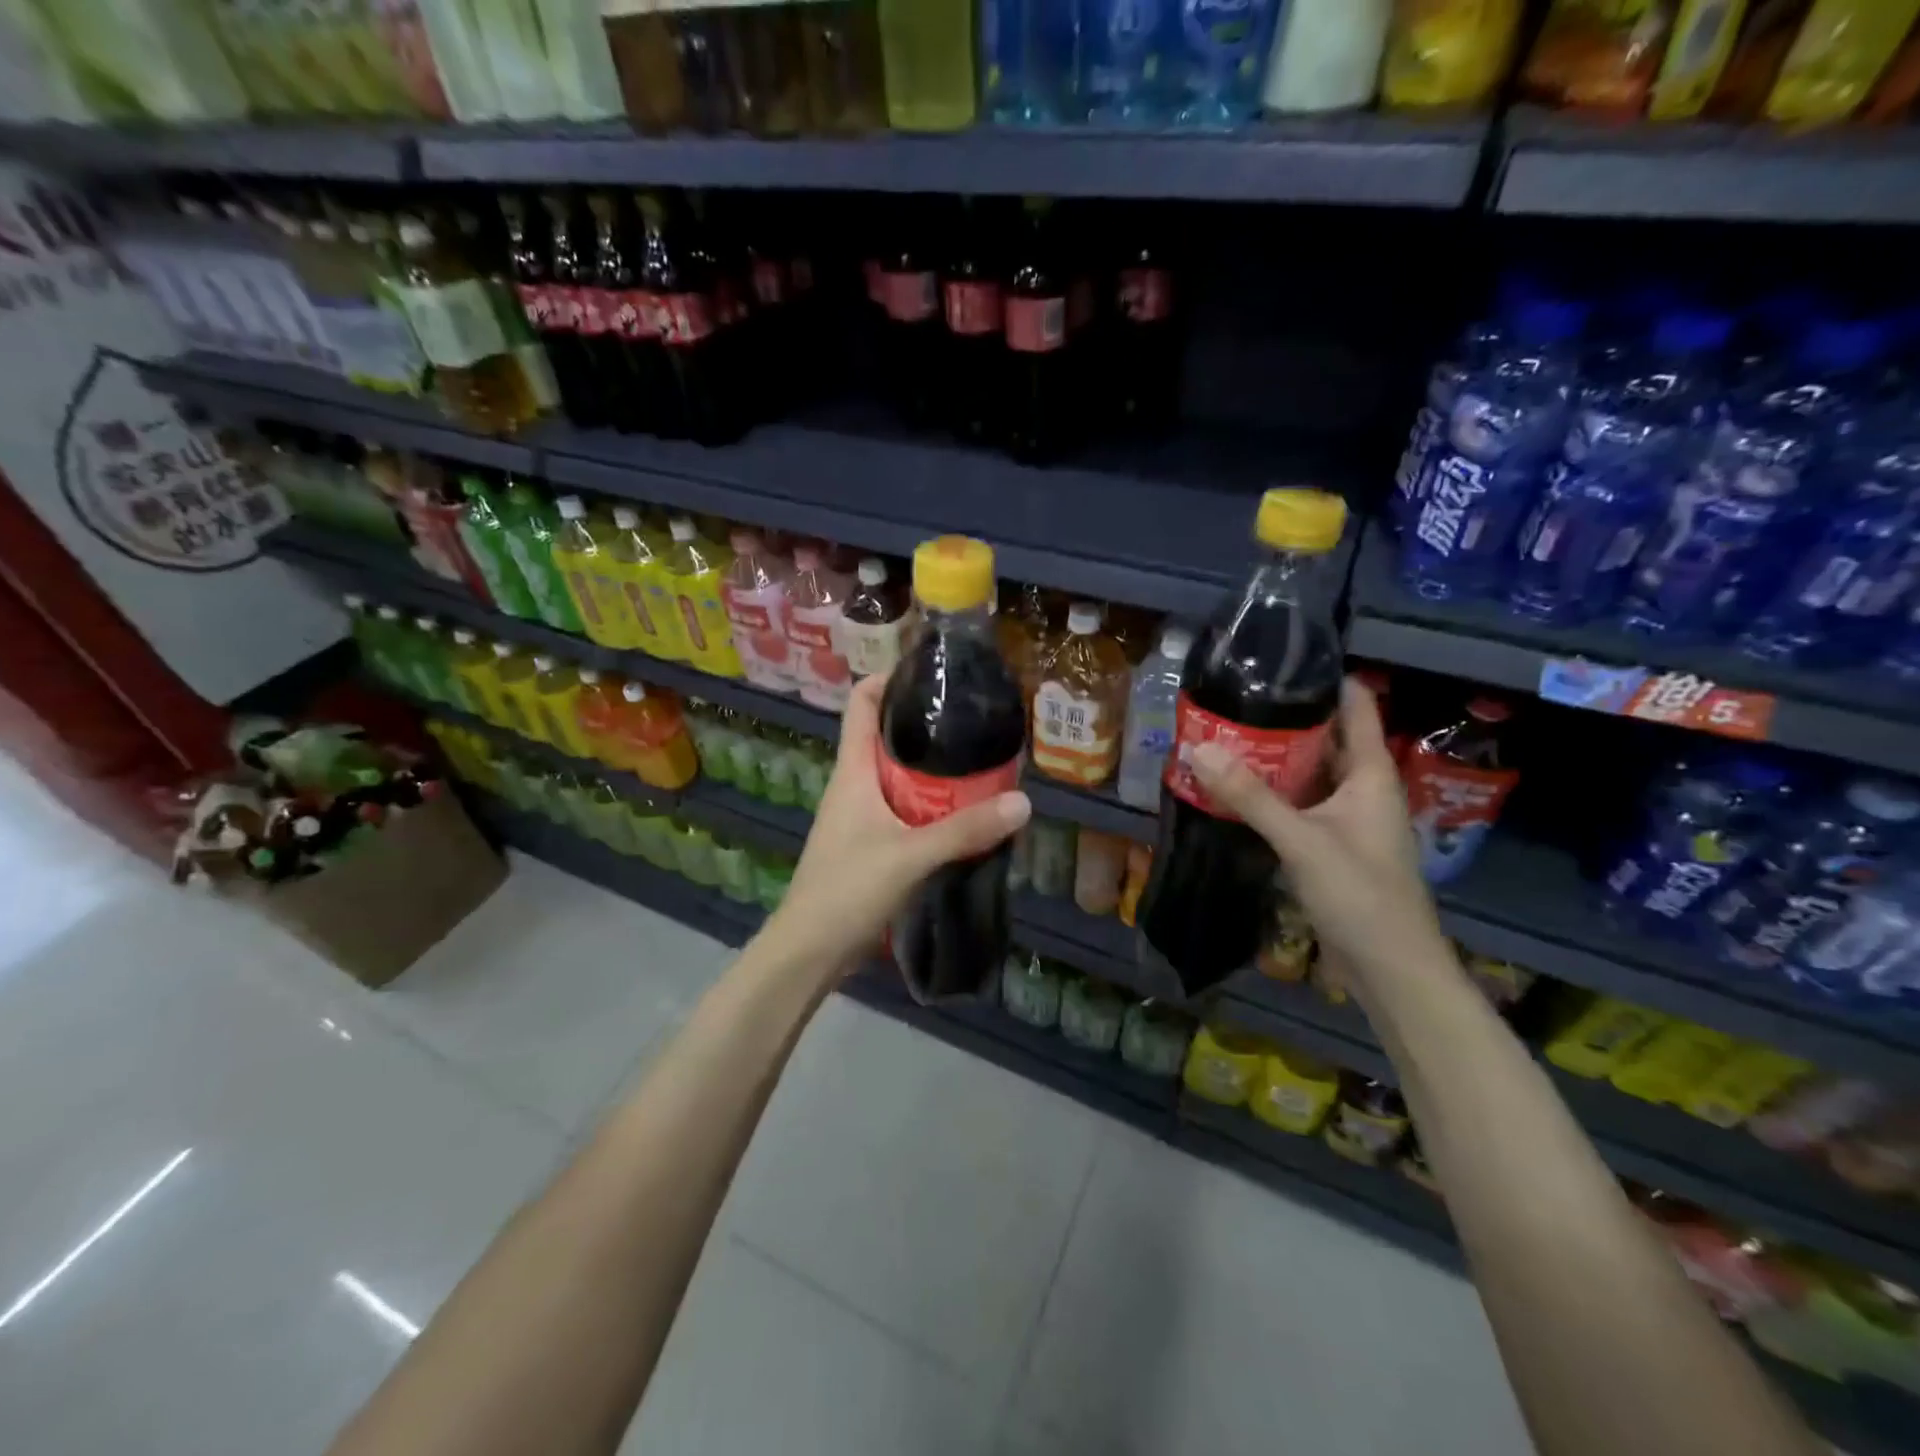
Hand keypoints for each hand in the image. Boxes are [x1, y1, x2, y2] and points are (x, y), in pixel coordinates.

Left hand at [767, 671, 1030, 979]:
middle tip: (974, 720)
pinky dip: (930, 805)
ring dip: (932, 769)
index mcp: (852, 771)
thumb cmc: (847, 890)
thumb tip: (1023, 802)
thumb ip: (964, 830)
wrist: (809, 951)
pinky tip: (962, 815)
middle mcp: (854, 785)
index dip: (889, 679)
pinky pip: (903, 810)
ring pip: (898, 777)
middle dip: (926, 725)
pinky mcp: (869, 845)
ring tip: (979, 762)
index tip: (931, 672)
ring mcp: (860, 817)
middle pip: (887, 737)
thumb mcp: (910, 856)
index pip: (861, 704)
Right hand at [1190, 676, 1449, 984]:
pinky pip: (1301, 805)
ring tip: (1228, 735)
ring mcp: (1348, 819)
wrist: (1390, 968)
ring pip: (1311, 774)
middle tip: (1236, 698)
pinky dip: (1274, 793)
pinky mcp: (1333, 845)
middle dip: (1286, 718)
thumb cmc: (1360, 894)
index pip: (1357, 707)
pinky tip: (1239, 790)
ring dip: (1276, 758)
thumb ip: (1250, 796)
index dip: (1327, 679)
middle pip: (1327, 738)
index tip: (1282, 658)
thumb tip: (1198, 749)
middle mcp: (1363, 789)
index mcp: (1372, 775)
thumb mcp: (1302, 840)